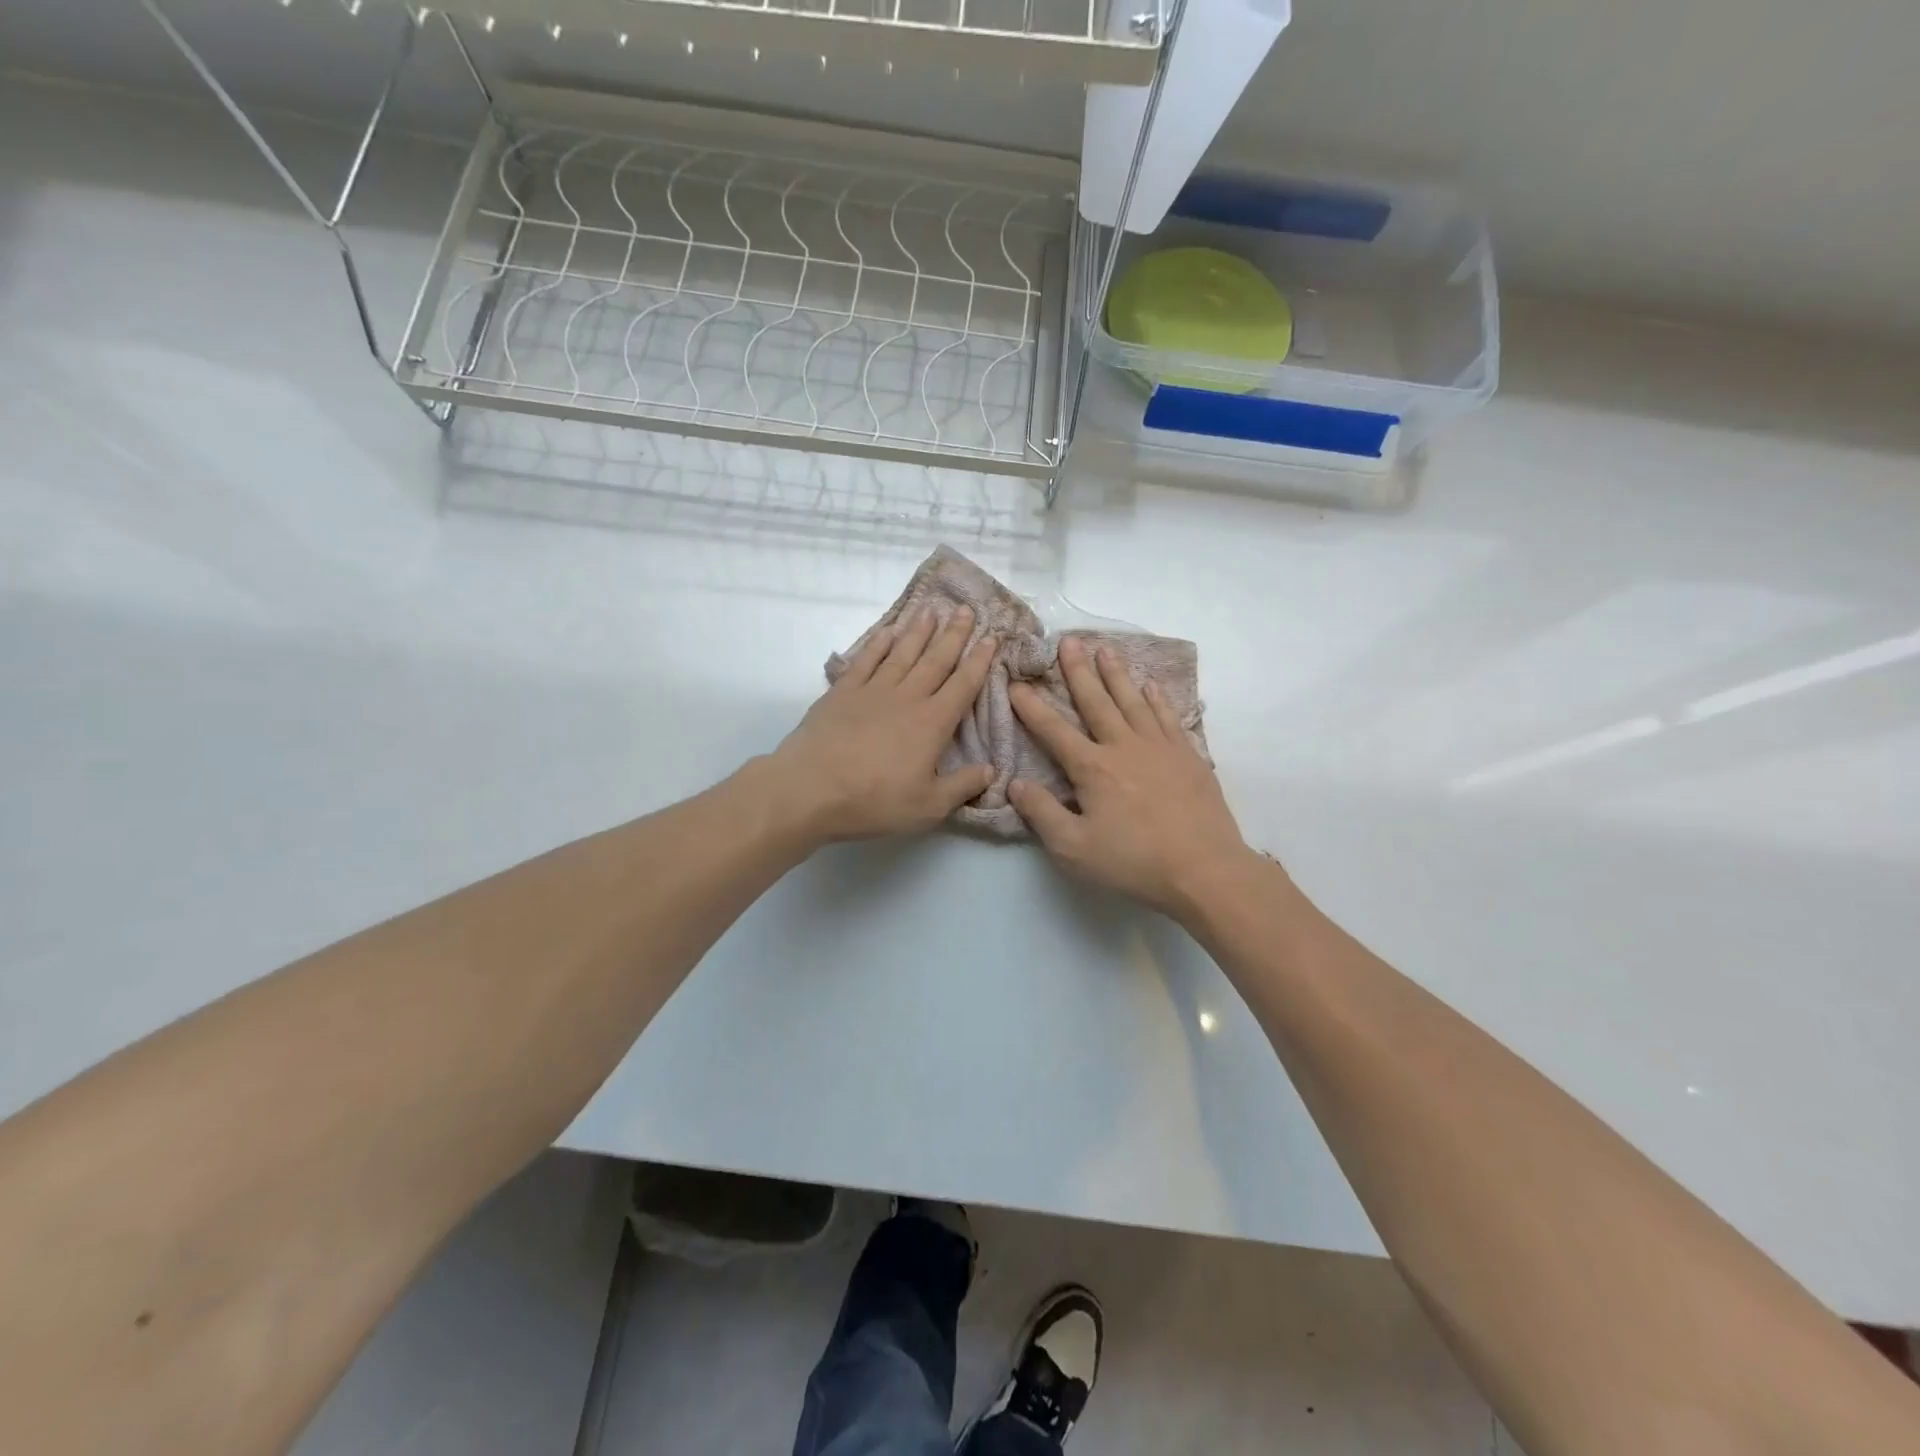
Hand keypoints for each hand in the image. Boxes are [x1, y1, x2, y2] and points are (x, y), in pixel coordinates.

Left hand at [767, 605, 997, 843]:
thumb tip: (991, 770)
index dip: (979, 661)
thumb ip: (962, 786)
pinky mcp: (843, 692)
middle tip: (966, 609)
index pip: (963, 685)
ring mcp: (873, 690)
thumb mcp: (928, 806)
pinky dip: (879, 644)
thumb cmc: (874, 800)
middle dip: (954, 634)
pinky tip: (888, 632)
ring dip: (918, 631)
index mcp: (932, 723)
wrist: (811, 788)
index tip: (991, 638)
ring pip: (902, 653)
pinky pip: (866, 660)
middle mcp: (907, 698)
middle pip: (936, 660)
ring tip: (931, 610)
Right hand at [1008, 636, 1252, 916]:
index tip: (1016, 683)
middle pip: (1096, 702)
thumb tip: (1015, 783)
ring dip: (1117, 674)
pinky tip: (1151, 686)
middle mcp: (1124, 747)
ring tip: (1105, 650)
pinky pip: (1168, 717)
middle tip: (1068, 640)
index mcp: (1093, 768)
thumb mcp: (1074, 849)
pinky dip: (1158, 699)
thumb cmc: (1134, 861)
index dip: (1032, 707)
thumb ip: (1042, 814)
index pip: (1054, 730)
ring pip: (1133, 701)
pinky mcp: (1189, 757)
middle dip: (1078, 671)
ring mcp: (1160, 748)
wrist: (1205, 870)